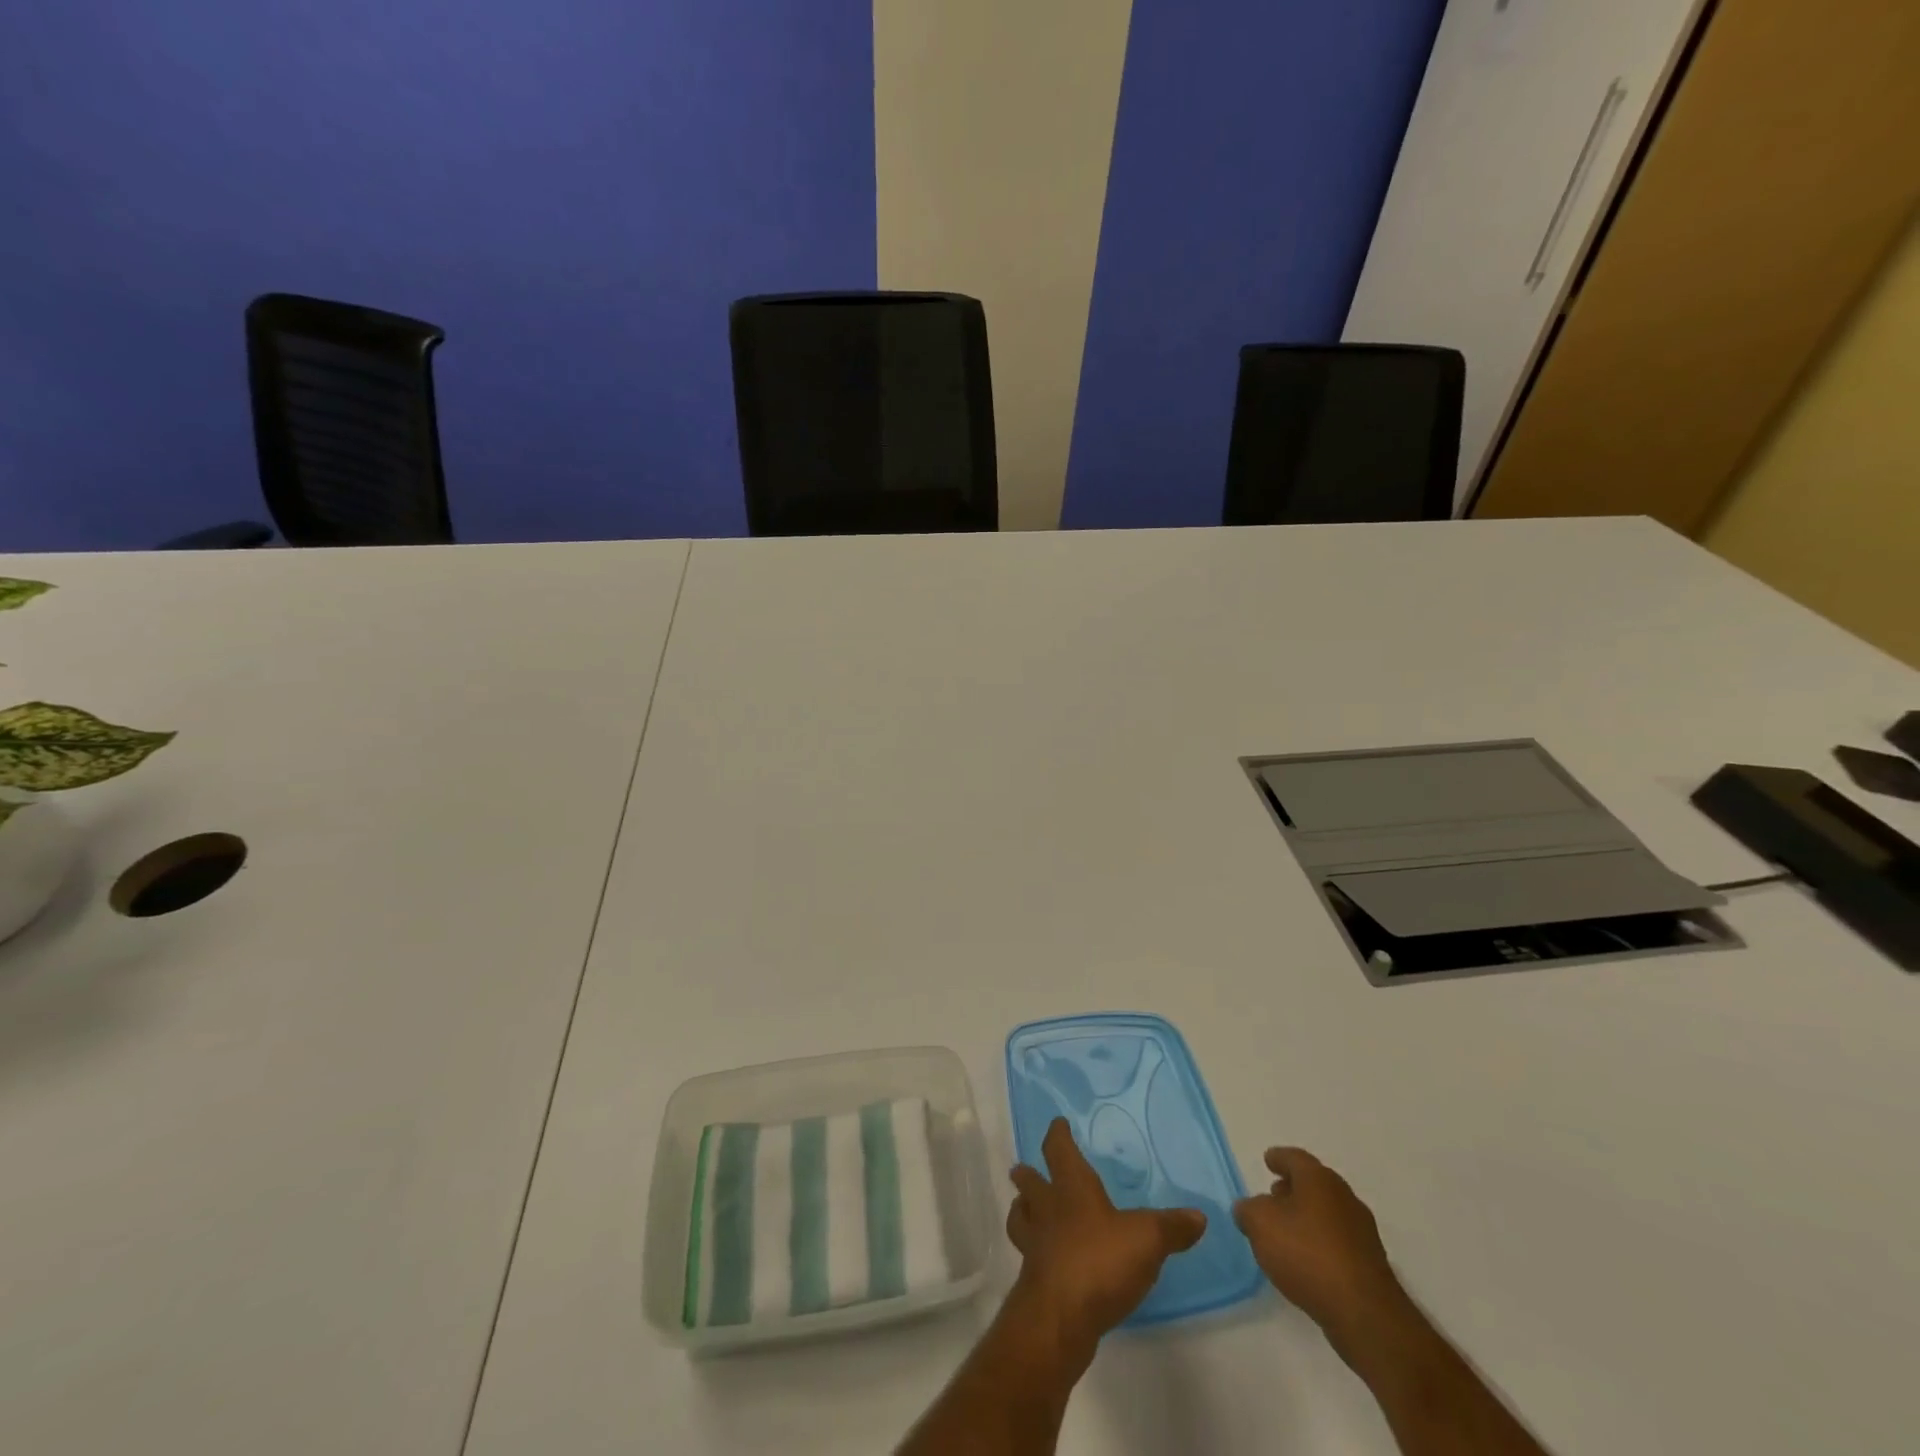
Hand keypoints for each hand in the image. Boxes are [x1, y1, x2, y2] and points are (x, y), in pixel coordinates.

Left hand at [1005, 1118, 1206, 1361]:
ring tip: (1025, 1209)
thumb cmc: (1099, 1261)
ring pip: (1022, 1218)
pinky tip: (1046, 1259)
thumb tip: (1198, 1216)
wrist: (1059, 1317)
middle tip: (1022, 1169)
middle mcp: (1048, 1209)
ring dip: (1023, 1211)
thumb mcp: (1147, 1239)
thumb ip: (1171, 1227)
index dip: (1058, 1135)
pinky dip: (1035, 1251)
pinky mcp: (1034, 1281)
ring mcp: (1036, 1245)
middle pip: (1030, 1184)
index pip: (1059, 1150)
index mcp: (1072, 1188)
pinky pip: (1030, 1255)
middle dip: (1029, 1175)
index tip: (1057, 1124)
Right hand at [1233, 1148, 1410, 1353]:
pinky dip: (1320, 1243)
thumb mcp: (1260, 1224)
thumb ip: (1248, 1210)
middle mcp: (1344, 1198)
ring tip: (1285, 1233)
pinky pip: (1337, 1241)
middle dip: (1292, 1188)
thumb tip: (1248, 1208)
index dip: (1278, 1158)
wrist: (1364, 1314)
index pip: (1294, 1158)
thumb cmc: (1307, 1254)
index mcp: (1319, 1179)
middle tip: (1272, 1196)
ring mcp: (1362, 1232)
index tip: (1268, 1160)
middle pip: (1314, 1184)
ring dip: (1307, 1217)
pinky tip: (1306, 1261)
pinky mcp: (1370, 1264)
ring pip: (1327, 1213)